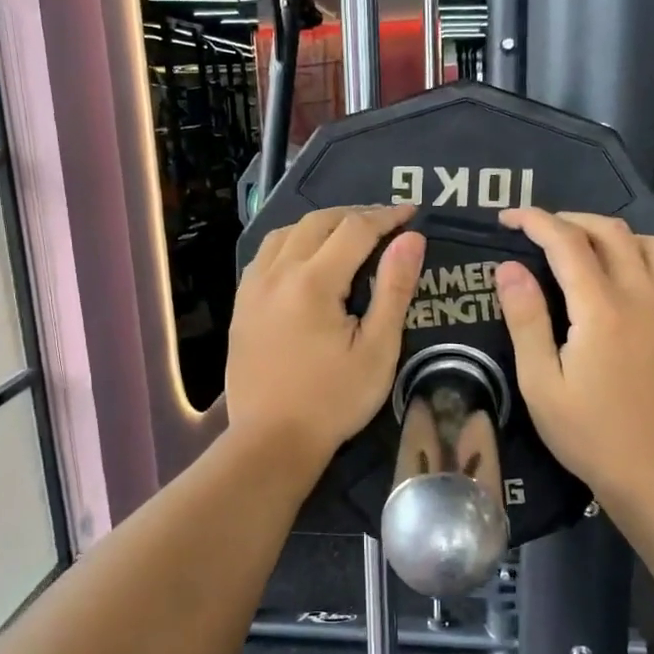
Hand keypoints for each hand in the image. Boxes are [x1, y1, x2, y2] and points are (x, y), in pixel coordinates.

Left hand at [228, 205, 425, 472]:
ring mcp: (252, 288)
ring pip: (285, 233)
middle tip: (384, 223)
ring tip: (346, 235)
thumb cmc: (333, 401)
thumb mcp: (378, 350)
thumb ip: (394, 289)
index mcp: (313, 282)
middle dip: (354, 215)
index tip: (412, 212)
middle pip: (317, 222)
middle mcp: (277, 273)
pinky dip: (291, 243)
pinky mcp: (241, 306)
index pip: (355, 229)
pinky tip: (304, 258)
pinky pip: (265, 255)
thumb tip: (411, 239)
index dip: (386, 216)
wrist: (271, 441)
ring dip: (319, 225)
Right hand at [493, 209, 653, 505]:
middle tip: (543, 230)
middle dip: (572, 219)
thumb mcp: (540, 383)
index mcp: (600, 309)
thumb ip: (525, 320)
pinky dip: (652, 262)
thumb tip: (509, 268)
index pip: (567, 242)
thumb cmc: (589, 433)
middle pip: (611, 232)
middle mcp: (642, 297)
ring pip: (652, 245)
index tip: (509, 217)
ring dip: (616, 235)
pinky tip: (636, 280)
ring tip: (590, 248)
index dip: (536, 221)